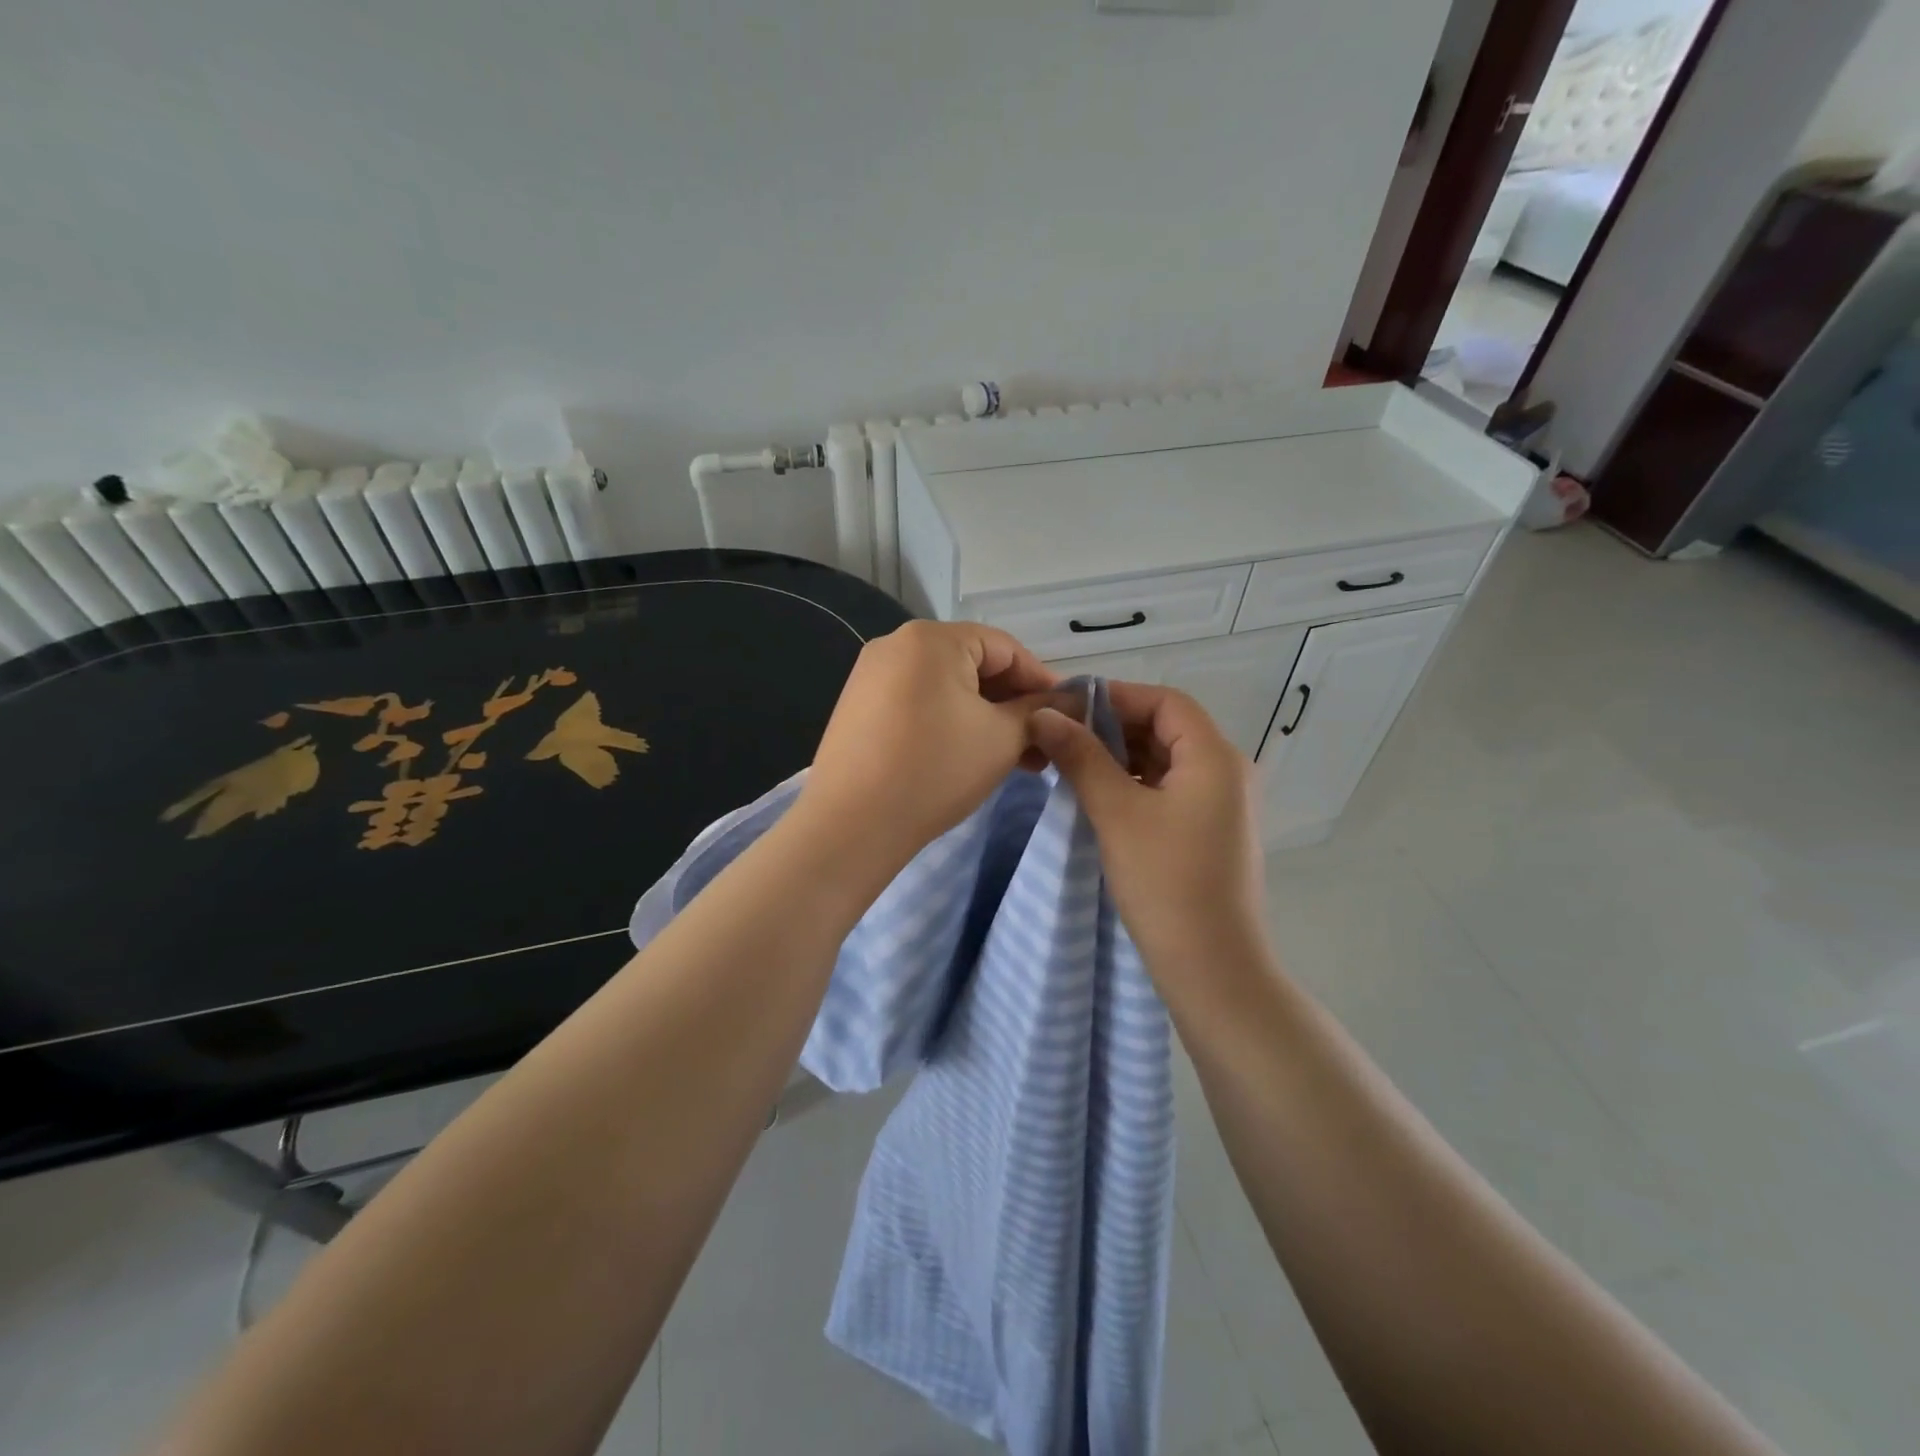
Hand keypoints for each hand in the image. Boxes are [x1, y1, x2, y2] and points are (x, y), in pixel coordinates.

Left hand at [801, 620, 1056, 866]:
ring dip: (986, 719)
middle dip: (1013, 706)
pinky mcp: (858, 708)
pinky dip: (951, 724)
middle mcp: (895, 645)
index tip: (1068, 716)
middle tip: (1043, 747)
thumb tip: (1071, 700)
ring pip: (947, 689)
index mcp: (931, 638)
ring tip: (1017, 761)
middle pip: (974, 665)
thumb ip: (1039, 711)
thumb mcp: (1001, 738)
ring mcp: (871, 676)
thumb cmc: (936, 770)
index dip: (1042, 682)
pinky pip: (919, 704)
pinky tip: (972, 758)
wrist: (851, 825)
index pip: (1005, 647)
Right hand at [1029, 685, 1264, 974]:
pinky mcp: (1210, 832)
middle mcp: (1227, 772)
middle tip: (1062, 737)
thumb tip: (1043, 714)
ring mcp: (1222, 805)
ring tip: (1073, 765)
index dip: (1116, 696)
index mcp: (1215, 757)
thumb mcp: (1117, 812)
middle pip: (1168, 728)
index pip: (1165, 702)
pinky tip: (1101, 797)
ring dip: (1122, 757)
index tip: (1067, 708)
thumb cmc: (1165, 882)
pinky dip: (1135, 784)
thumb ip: (1080, 757)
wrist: (1211, 967)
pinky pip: (1170, 790)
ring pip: (1166, 761)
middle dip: (1114, 727)